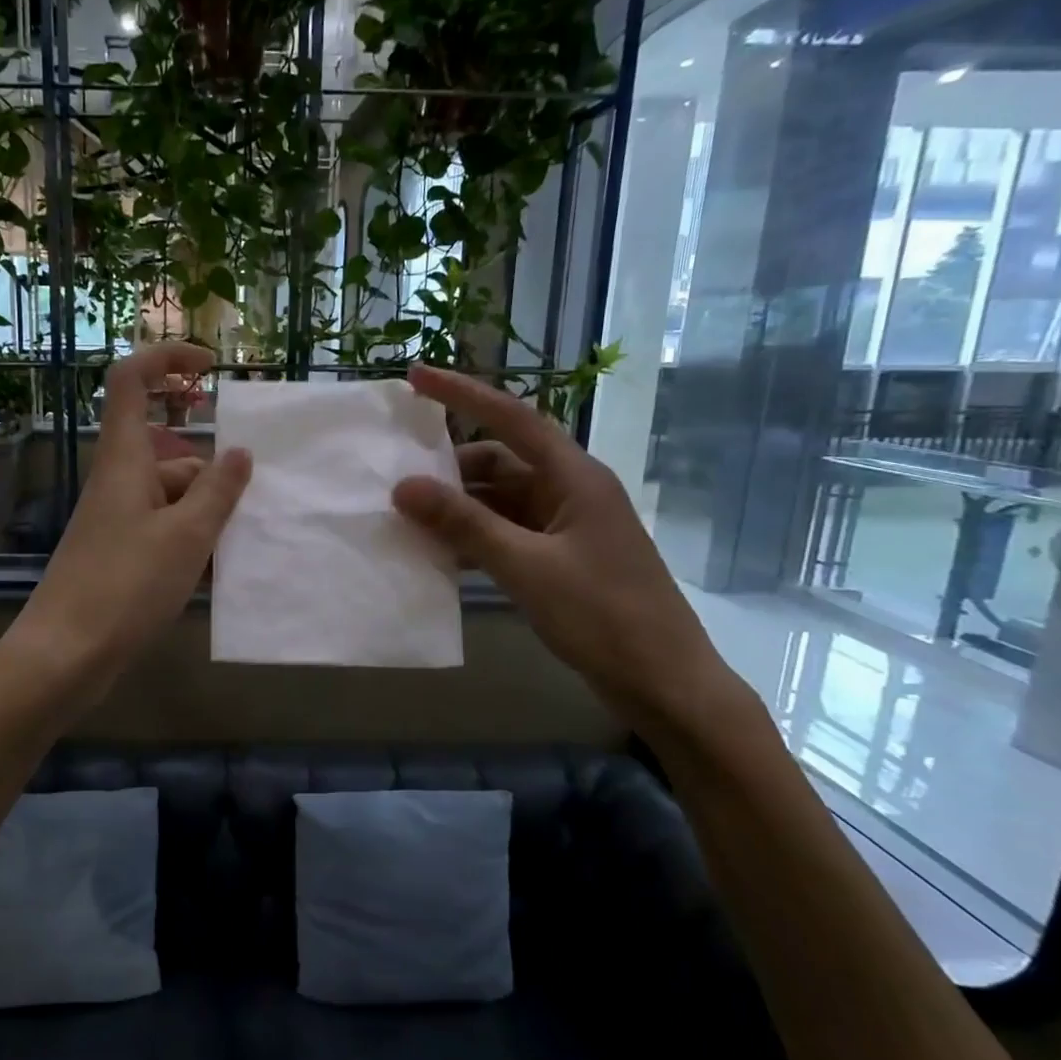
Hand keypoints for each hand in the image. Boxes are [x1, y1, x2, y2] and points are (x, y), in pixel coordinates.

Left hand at [6, 343, 251, 694]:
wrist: (65, 655)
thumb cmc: (125, 585)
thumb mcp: (186, 535)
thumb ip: (218, 491)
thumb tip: (239, 452)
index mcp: (125, 459)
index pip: (132, 380)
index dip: (167, 359)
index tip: (211, 367)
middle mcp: (118, 482)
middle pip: (170, 454)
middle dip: (214, 474)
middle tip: (253, 506)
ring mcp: (117, 521)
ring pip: (173, 499)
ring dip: (208, 516)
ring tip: (241, 549)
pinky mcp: (119, 555)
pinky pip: (164, 532)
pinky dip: (191, 543)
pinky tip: (218, 574)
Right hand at [391, 366, 740, 730]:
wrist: (663, 682)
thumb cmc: (603, 615)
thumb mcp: (526, 567)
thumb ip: (464, 524)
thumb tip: (403, 486)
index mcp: (574, 477)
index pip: (512, 418)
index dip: (463, 393)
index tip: (416, 377)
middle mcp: (571, 491)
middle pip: (501, 460)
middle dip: (450, 466)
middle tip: (398, 477)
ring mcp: (567, 527)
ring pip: (500, 500)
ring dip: (458, 507)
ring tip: (408, 519)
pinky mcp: (561, 559)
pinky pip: (507, 533)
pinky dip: (474, 537)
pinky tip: (440, 554)